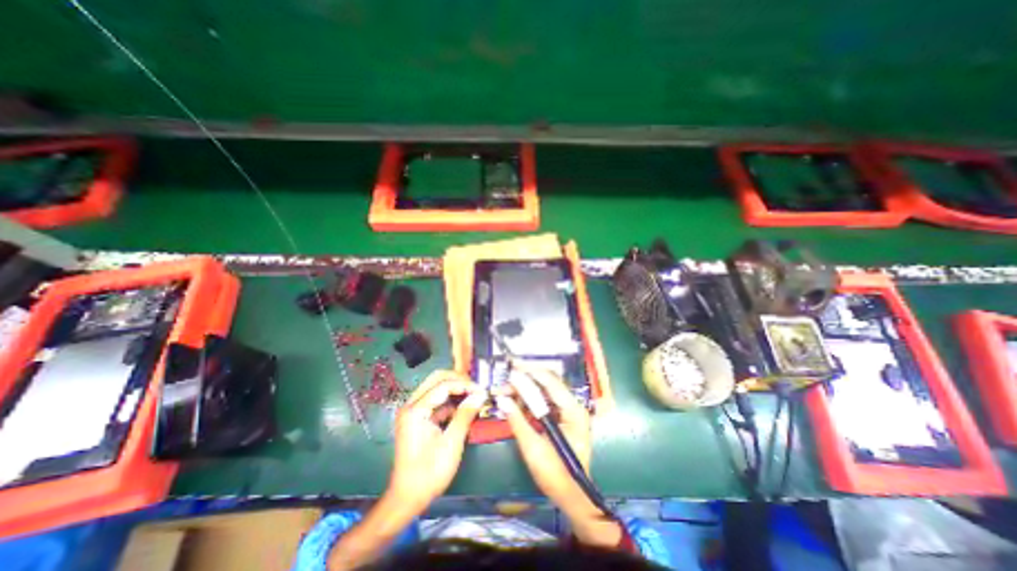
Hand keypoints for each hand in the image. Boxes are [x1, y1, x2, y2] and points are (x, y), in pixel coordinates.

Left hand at [388, 370, 486, 511]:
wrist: (408, 498)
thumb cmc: (429, 473)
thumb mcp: (451, 443)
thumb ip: (465, 415)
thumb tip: (481, 394)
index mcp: (415, 410)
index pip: (443, 385)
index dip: (465, 385)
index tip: (482, 390)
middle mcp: (411, 405)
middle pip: (437, 379)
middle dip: (459, 380)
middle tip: (476, 388)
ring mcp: (413, 410)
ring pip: (437, 387)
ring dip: (456, 389)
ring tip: (474, 396)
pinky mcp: (418, 418)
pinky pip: (436, 400)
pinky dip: (451, 401)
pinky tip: (464, 408)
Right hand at [494, 361, 619, 549]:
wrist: (571, 496)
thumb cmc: (555, 475)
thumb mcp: (533, 448)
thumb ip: (517, 421)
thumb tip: (502, 399)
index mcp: (573, 411)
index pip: (551, 382)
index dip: (530, 372)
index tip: (512, 367)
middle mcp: (573, 405)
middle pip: (547, 383)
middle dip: (524, 381)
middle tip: (504, 383)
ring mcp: (568, 411)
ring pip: (544, 391)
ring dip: (524, 390)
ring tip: (505, 393)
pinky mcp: (561, 417)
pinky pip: (543, 401)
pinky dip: (528, 400)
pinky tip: (515, 402)